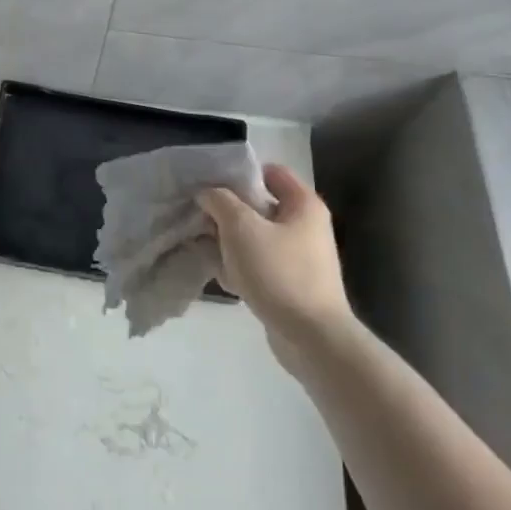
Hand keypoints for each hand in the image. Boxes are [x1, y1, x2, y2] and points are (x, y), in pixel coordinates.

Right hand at [198, 166, 359, 375]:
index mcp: (303, 205)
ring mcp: (299, 257)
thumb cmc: (278, 272)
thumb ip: (220, 202)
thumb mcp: (241, 228)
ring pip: (255, 238)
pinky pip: (259, 265)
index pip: (271, 172)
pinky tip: (221, 277)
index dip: (240, 174)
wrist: (311, 337)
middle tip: (198, 217)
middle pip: (259, 206)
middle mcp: (305, 226)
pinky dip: (240, 267)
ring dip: (229, 241)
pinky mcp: (290, 284)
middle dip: (227, 211)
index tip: (209, 183)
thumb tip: (208, 194)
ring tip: (203, 247)